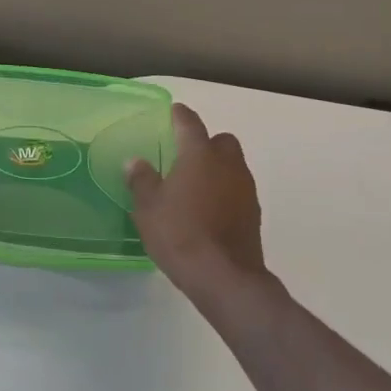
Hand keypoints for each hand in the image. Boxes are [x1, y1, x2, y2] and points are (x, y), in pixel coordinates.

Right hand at [126, 103, 268, 306]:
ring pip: (233, 165)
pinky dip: (225, 192)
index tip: (173, 112)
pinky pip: (237, 190)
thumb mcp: (148, 207)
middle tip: (185, 156)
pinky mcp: (254, 213)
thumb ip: (142, 180)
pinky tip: (208, 210)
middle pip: (221, 141)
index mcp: (199, 155)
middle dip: (206, 143)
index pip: (190, 123)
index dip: (180, 115)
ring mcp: (245, 189)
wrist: (225, 277)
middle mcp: (227, 164)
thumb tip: (136, 162)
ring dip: (217, 169)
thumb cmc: (180, 234)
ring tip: (194, 186)